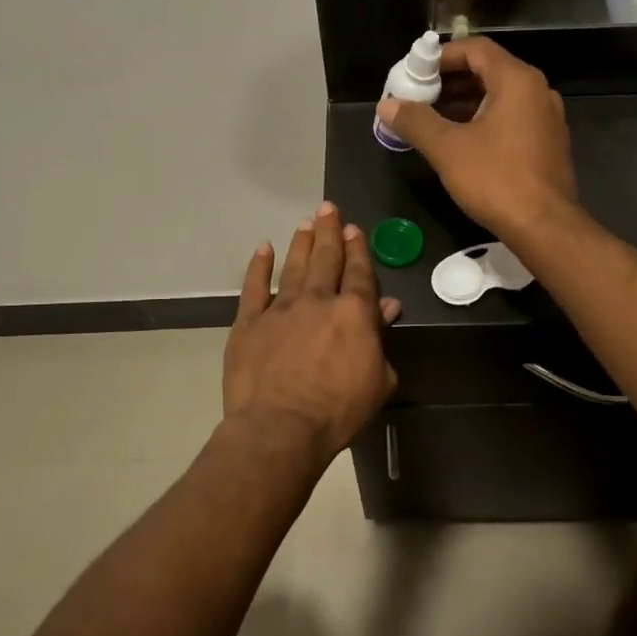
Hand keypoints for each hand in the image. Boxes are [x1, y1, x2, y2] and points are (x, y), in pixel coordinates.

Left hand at [222, 203, 400, 460]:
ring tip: (306, 222)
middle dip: (329, 232)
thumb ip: (381, 340)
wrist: (280, 427)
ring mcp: (280, 308)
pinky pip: (254, 287)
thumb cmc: (338, 411)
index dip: (357, 248)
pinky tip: (263, 249)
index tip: (353, 228)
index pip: (359, 272)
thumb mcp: (378, 380)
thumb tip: (388, 307)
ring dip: (301, 242)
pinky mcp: (249, 322)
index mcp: (353, 313)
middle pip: (326, 258)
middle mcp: (317, 300)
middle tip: (328, 208)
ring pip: (294, 266)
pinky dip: (259, 266)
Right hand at [373, 37, 578, 241]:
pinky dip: (484, 120)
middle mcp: (538, 91)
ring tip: (432, 119)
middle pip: (488, 70)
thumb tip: (387, 105)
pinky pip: (511, 118)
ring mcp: (546, 118)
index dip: (441, 56)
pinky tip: (461, 141)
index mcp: (517, 81)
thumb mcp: (447, 148)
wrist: (544, 226)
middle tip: (418, 96)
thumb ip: (415, 121)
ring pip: (500, 97)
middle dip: (450, 81)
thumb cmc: (496, 179)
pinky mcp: (547, 143)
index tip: (415, 72)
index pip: (476, 49)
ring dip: (465, 102)